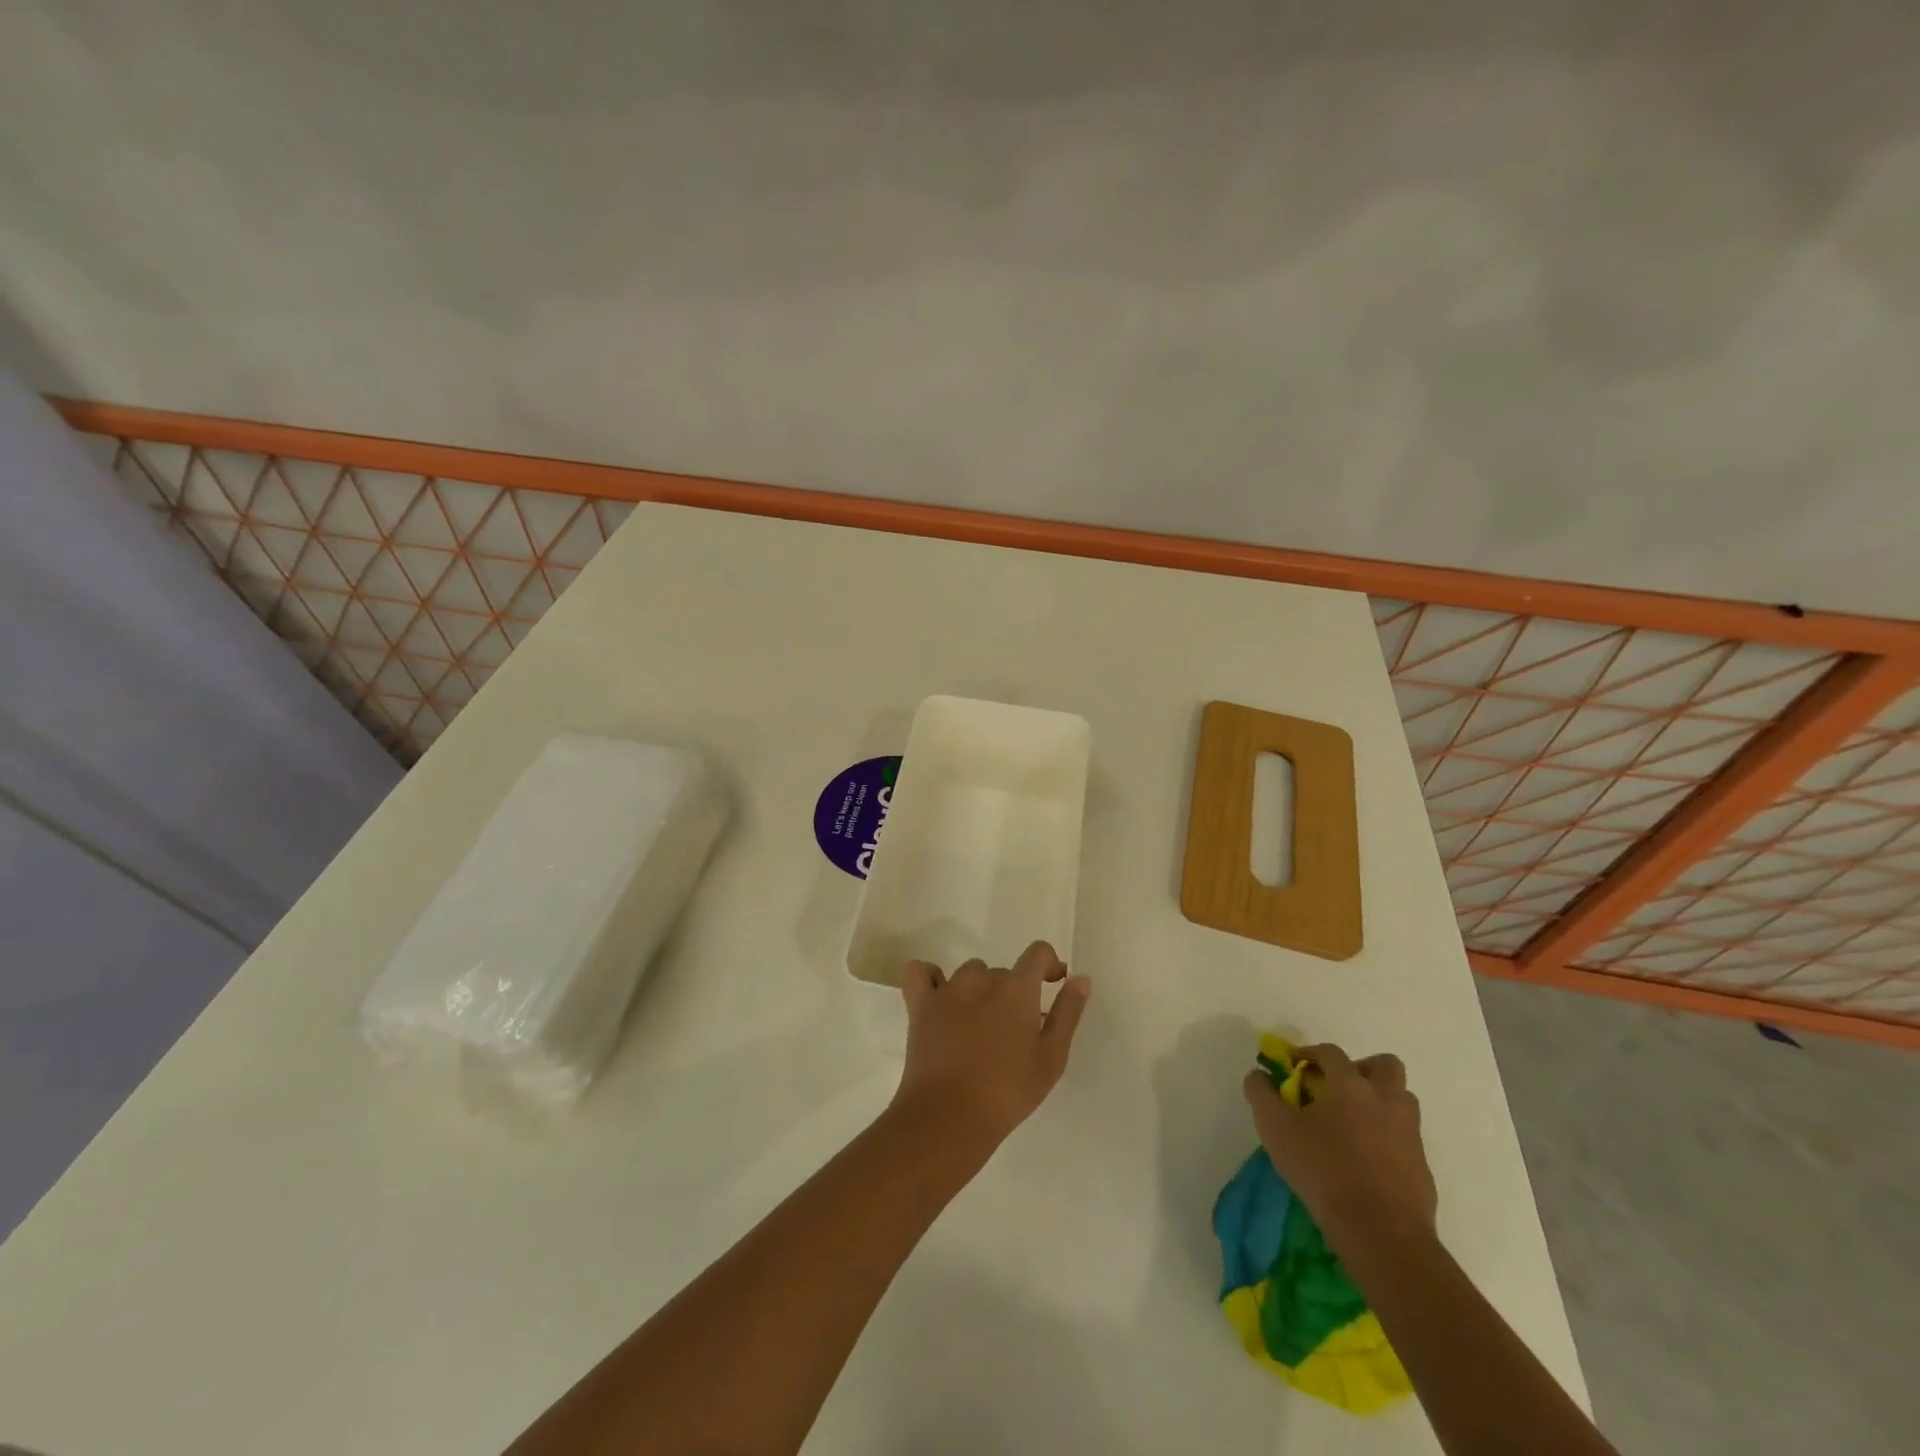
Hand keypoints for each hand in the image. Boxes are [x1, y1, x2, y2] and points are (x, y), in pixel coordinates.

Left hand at [893, 941, 1091, 1150]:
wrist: (949, 1115)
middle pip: (1003, 972)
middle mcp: (982, 978)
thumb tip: (1080, 978)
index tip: (1053, 983)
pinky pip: (920, 973)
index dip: (1049, 963)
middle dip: (1012, 993)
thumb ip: (1067, 1013)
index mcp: (1017, 988)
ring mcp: (948, 989)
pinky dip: (929, 978)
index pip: (1037, 952)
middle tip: (1013, 1032)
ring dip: (978, 991)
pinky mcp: (920, 1004)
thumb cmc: (1008, 1091)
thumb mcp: (1051, 1058)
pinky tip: (938, 998)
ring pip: (969, 974)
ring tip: (979, 1027)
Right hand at [1243, 1042, 1436, 1260]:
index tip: (1293, 1068)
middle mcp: (1386, 1099)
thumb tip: (1258, 1074)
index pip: (1330, 1052)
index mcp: (1351, 1084)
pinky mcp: (1422, 1166)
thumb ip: (1261, 1094)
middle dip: (1361, 1069)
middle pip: (1384, 1065)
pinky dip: (1387, 1137)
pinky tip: (1365, 1160)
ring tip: (1352, 1123)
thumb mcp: (1276, 1129)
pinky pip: (1405, 1136)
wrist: (1382, 1234)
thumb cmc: (1323, 1171)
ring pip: (1401, 1100)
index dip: (1309, 1053)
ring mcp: (1409, 1133)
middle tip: (1338, 1089)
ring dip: (1379, 1101)